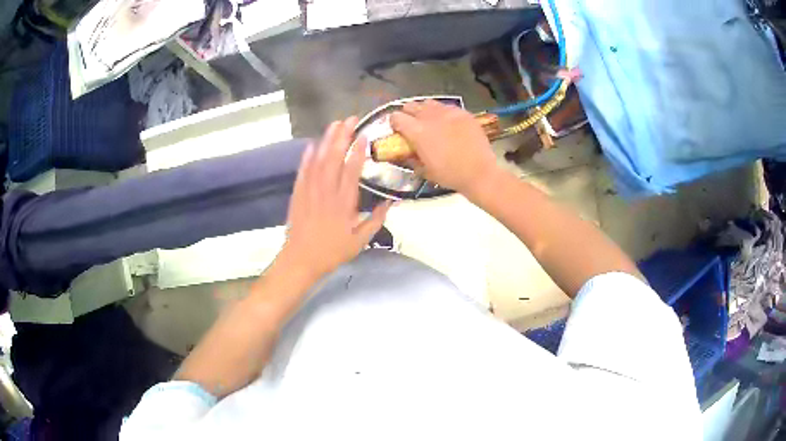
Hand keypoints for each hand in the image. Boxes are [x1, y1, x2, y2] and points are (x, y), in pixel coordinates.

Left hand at [280, 117, 390, 279]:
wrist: (301, 259)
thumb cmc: (332, 251)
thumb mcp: (360, 240)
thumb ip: (376, 220)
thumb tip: (392, 203)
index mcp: (344, 203)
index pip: (352, 171)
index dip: (358, 151)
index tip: (363, 135)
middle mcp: (326, 192)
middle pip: (334, 159)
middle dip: (342, 137)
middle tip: (349, 120)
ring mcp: (310, 191)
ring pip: (318, 161)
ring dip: (326, 141)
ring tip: (334, 125)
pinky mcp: (298, 194)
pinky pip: (303, 171)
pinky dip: (307, 157)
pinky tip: (312, 145)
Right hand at [390, 100, 498, 193]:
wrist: (479, 173)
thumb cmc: (450, 175)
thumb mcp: (425, 171)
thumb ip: (411, 159)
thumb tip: (405, 153)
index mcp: (417, 131)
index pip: (396, 117)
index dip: (395, 124)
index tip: (398, 131)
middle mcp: (430, 116)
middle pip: (411, 105)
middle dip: (408, 114)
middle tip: (413, 126)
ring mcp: (448, 112)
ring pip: (429, 103)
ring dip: (425, 111)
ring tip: (430, 121)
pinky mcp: (463, 113)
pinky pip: (447, 107)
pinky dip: (443, 113)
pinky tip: (448, 123)